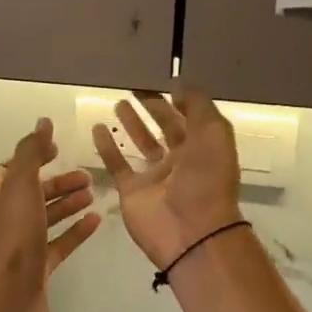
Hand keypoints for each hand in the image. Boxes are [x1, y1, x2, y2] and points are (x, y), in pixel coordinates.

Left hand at [0, 118, 100, 311]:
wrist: (10, 297)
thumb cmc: (14, 236)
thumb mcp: (21, 185)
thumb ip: (31, 152)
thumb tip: (42, 122)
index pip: (12, 168)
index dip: (34, 156)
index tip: (58, 150)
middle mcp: (3, 218)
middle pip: (33, 192)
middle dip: (58, 182)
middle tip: (86, 176)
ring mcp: (20, 244)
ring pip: (46, 216)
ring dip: (68, 203)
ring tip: (93, 194)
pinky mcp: (37, 267)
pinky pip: (59, 242)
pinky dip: (75, 230)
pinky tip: (96, 221)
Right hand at [93, 92, 243, 270]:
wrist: (191, 230)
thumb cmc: (206, 179)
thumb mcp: (213, 133)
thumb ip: (198, 106)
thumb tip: (177, 88)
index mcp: (203, 148)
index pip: (189, 118)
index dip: (176, 100)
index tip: (159, 81)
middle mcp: (181, 160)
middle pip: (165, 128)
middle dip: (153, 109)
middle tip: (135, 88)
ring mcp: (155, 176)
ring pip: (141, 144)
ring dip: (132, 125)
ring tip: (118, 103)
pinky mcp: (132, 190)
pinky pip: (118, 164)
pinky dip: (107, 146)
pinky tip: (98, 127)